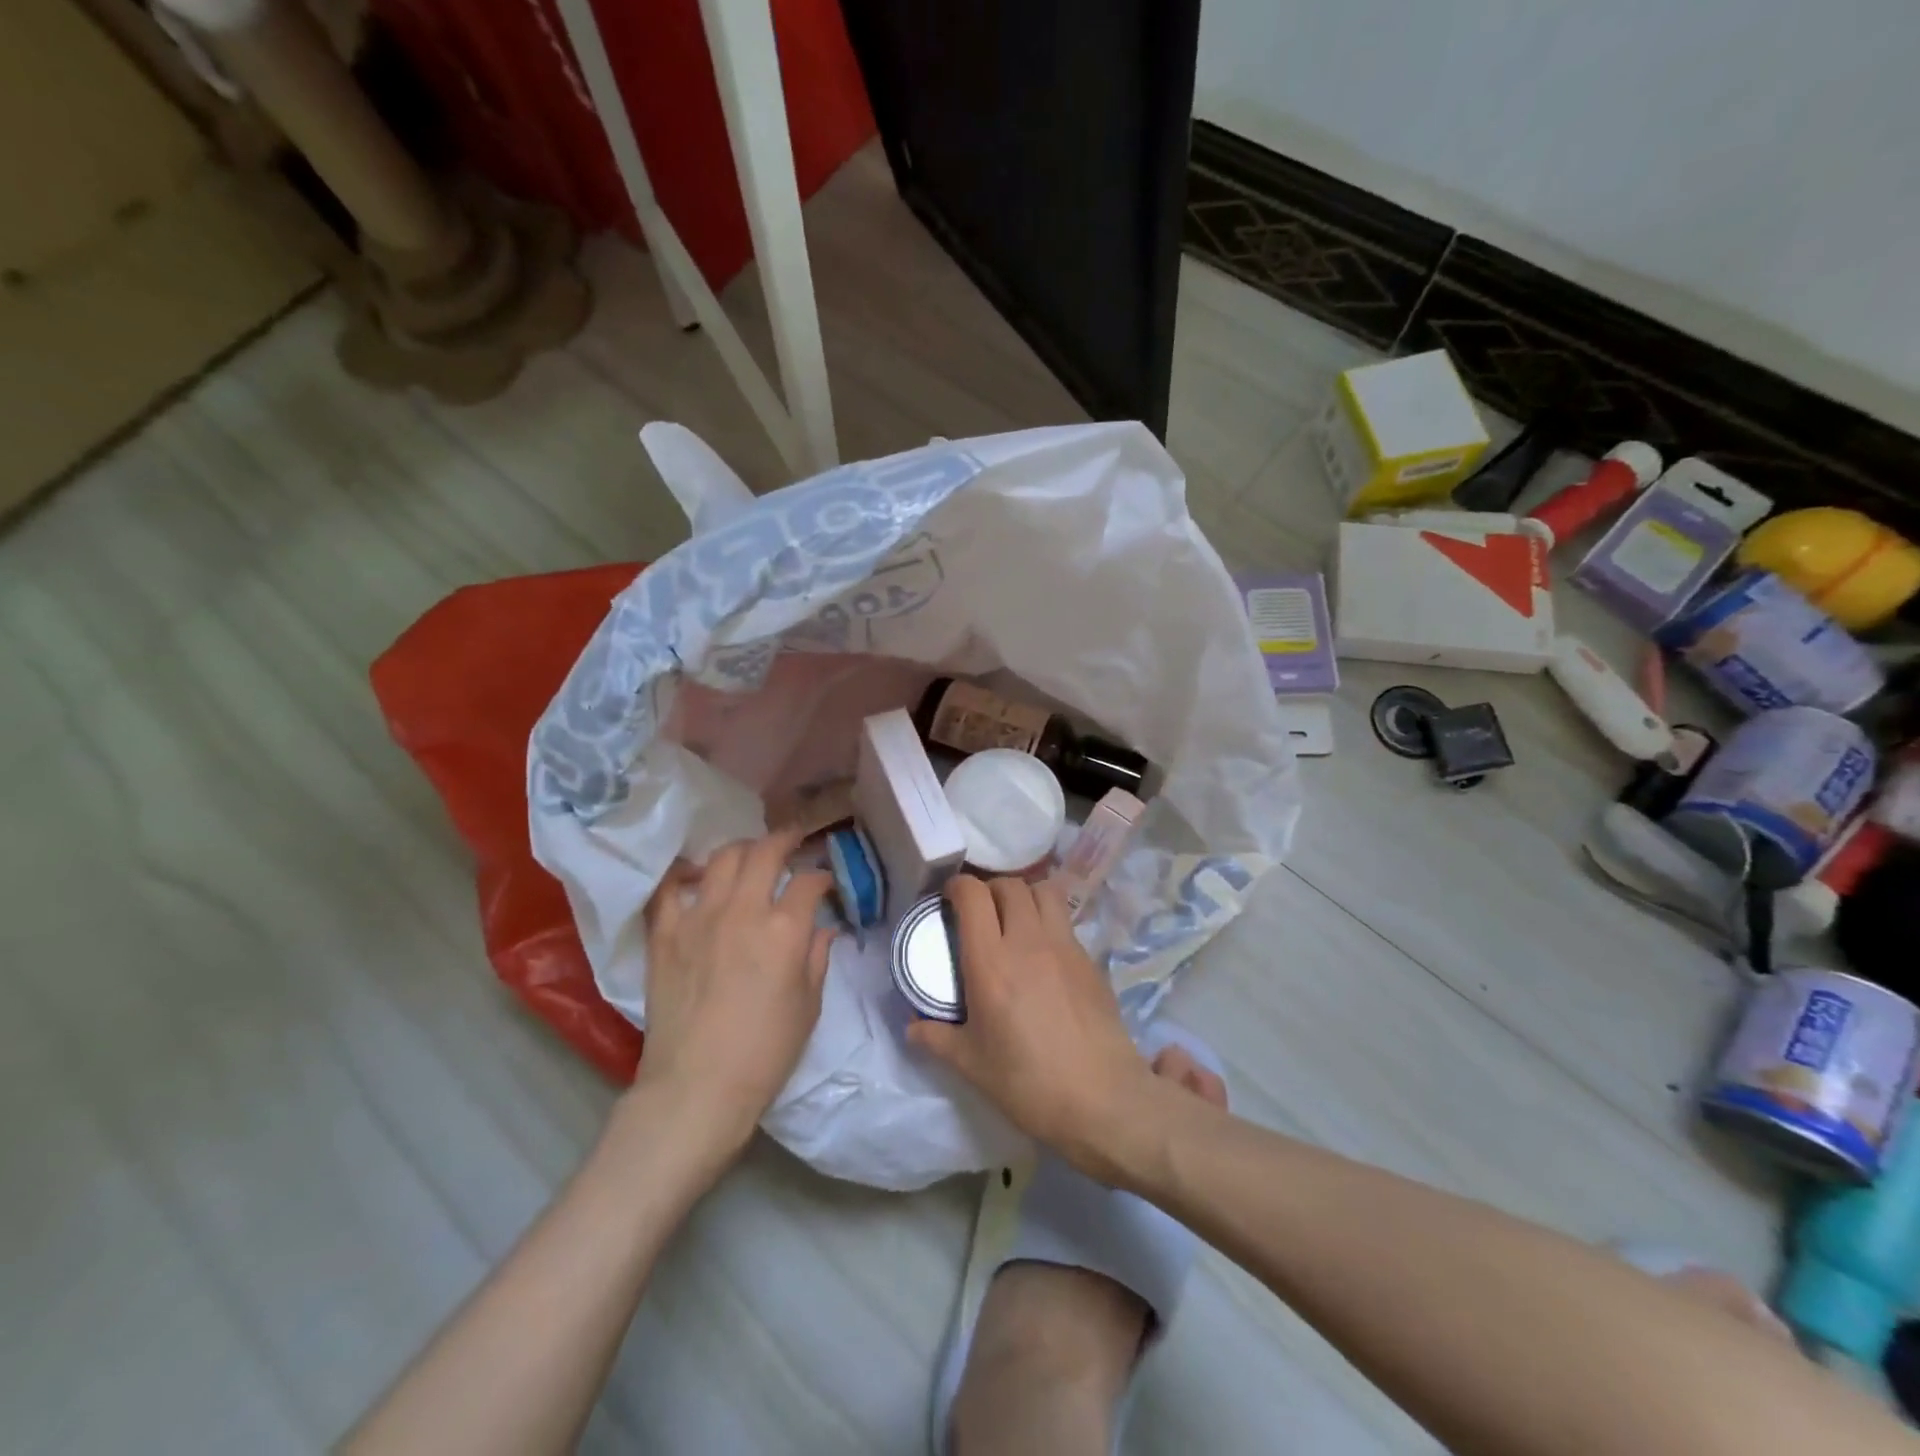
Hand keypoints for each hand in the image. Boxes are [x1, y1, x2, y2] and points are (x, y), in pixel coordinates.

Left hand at [632, 828, 835, 1151]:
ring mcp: (699, 917)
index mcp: (785, 929)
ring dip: (742, 850)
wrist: (697, 1087)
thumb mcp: (809, 1006)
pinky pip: (671, 888)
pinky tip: (695, 876)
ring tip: (749, 856)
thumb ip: (817, 958)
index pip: (809, 882)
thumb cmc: (765, 1052)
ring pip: (721, 859)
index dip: (821, 877)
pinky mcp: (665, 933)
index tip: (824, 883)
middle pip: (765, 852)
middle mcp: (743, 910)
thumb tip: (822, 930)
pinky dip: (685, 875)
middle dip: (785, 840)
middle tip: (792, 840)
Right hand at [907, 875, 1152, 1162]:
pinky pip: (1065, 920)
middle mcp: (1028, 941)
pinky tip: (1043, 952)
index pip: (973, 895)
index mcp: (991, 961)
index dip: (957, 886)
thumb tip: (912, 1026)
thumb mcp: (971, 1065)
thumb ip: (937, 1038)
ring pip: (1044, 891)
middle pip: (1009, 885)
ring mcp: (1064, 946)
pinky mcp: (1090, 959)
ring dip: (1024, 895)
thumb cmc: (1028, 1083)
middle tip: (979, 911)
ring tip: (1014, 919)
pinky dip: (1049, 920)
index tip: (948, 899)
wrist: (1102, 1099)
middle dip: (989, 889)